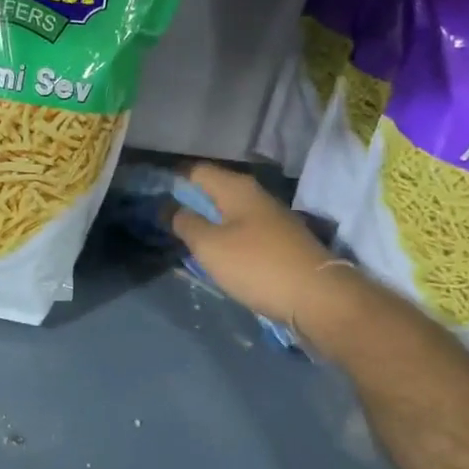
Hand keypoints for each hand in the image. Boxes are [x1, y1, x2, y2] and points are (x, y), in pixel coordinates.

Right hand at [171, 164, 356, 332]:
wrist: (318, 297)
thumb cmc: (257, 265)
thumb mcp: (210, 246)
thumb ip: (185, 223)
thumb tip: (167, 206)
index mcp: (236, 188)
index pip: (196, 170)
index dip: (171, 179)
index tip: (150, 195)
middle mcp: (255, 195)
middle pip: (214, 189)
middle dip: (188, 201)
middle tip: (161, 220)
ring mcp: (271, 218)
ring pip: (229, 211)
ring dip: (207, 221)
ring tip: (184, 239)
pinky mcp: (280, 241)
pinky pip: (244, 230)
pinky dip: (226, 237)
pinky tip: (217, 254)